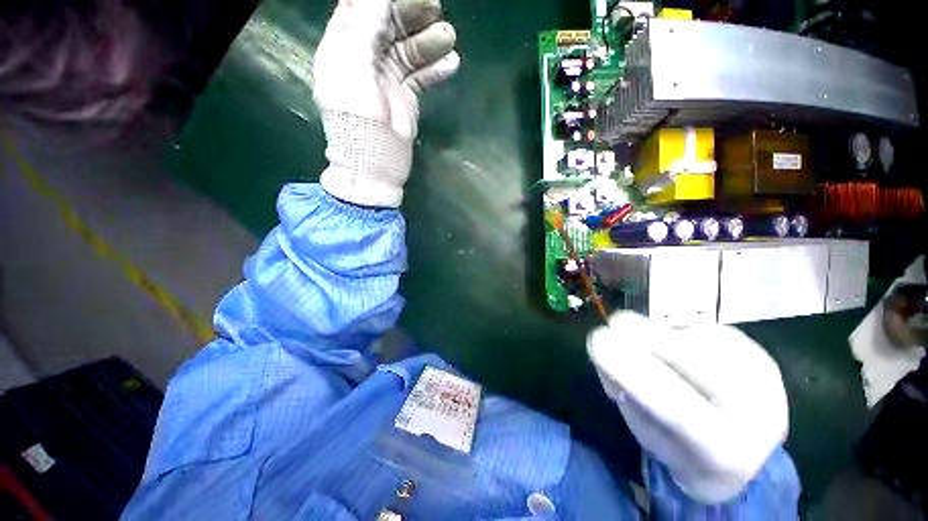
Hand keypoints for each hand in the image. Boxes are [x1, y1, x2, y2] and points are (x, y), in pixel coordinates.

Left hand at [314, 0, 459, 207]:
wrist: (375, 167)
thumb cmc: (358, 122)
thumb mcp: (354, 70)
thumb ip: (365, 29)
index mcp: (343, 48)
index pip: (359, 8)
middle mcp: (365, 59)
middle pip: (388, 24)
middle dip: (411, 13)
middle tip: (436, 6)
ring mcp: (388, 79)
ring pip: (409, 49)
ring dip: (430, 42)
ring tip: (449, 37)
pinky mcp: (406, 97)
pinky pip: (422, 75)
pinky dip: (436, 69)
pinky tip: (451, 63)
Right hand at [587, 312, 788, 502]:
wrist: (747, 449)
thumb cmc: (683, 449)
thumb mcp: (647, 433)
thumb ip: (626, 392)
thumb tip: (606, 346)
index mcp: (726, 451)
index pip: (676, 407)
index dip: (631, 369)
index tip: (596, 339)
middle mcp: (758, 408)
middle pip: (688, 355)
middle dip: (638, 335)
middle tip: (609, 332)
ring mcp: (762, 372)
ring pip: (687, 335)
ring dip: (657, 341)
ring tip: (658, 362)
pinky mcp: (756, 348)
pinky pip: (697, 328)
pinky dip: (673, 336)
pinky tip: (680, 356)